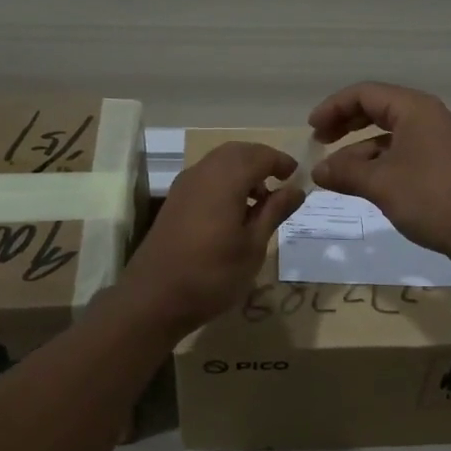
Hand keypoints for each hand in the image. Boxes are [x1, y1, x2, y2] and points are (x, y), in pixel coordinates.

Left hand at [116, 142, 302, 332]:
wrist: (154, 298)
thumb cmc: (212, 274)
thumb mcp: (253, 246)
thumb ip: (275, 211)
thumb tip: (297, 189)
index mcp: (226, 180)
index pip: (259, 155)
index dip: (281, 161)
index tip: (297, 175)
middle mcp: (203, 173)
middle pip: (237, 152)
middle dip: (261, 160)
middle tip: (281, 183)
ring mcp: (184, 185)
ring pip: (219, 162)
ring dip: (242, 171)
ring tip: (260, 201)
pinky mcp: (174, 200)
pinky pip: (206, 176)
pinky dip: (225, 181)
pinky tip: (234, 211)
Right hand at [307, 83, 450, 259]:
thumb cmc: (431, 198)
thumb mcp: (381, 183)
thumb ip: (345, 172)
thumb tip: (318, 170)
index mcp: (414, 109)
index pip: (365, 94)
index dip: (333, 107)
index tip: (311, 129)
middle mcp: (425, 117)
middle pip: (376, 109)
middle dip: (345, 124)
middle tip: (320, 141)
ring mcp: (434, 141)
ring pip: (387, 135)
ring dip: (358, 150)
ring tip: (335, 174)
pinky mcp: (439, 165)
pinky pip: (399, 153)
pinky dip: (377, 164)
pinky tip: (361, 184)